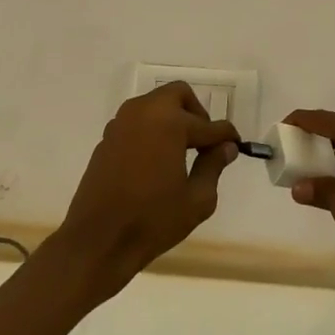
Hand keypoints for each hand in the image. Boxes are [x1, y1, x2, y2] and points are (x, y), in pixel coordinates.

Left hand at [54, 83, 240, 302]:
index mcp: (169, 122)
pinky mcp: (107, 137)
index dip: (226, 135)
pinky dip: (152, 130)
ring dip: (172, 119)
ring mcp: (121, 122)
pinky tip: (156, 160)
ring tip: (181, 152)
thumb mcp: (196, 199)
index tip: (236, 144)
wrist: (98, 240)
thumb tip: (225, 147)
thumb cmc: (153, 219)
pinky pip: (137, 122)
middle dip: (195, 114)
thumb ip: (213, 166)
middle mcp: (144, 111)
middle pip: (178, 95)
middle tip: (204, 142)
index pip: (208, 124)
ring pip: (155, 105)